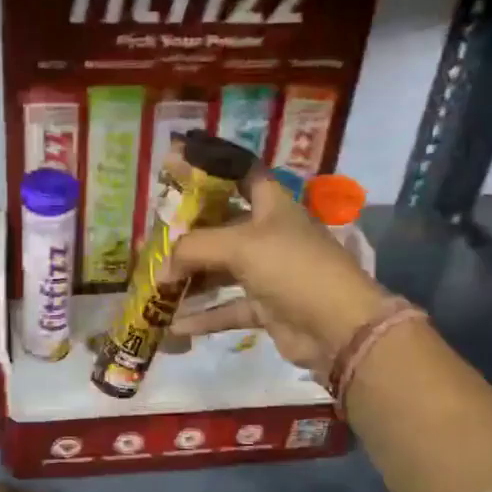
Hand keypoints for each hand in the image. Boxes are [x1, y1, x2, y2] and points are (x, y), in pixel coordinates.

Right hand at [167, 172, 391, 373]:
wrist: (338, 326)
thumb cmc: (292, 267)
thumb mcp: (239, 246)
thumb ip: (193, 249)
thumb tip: (162, 268)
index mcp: (272, 205)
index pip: (240, 174)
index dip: (211, 167)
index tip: (176, 165)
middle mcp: (270, 234)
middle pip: (222, 225)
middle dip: (189, 231)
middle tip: (153, 236)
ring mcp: (269, 272)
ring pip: (221, 269)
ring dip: (191, 277)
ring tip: (155, 282)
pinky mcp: (266, 307)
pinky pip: (227, 307)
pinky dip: (204, 315)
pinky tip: (175, 324)